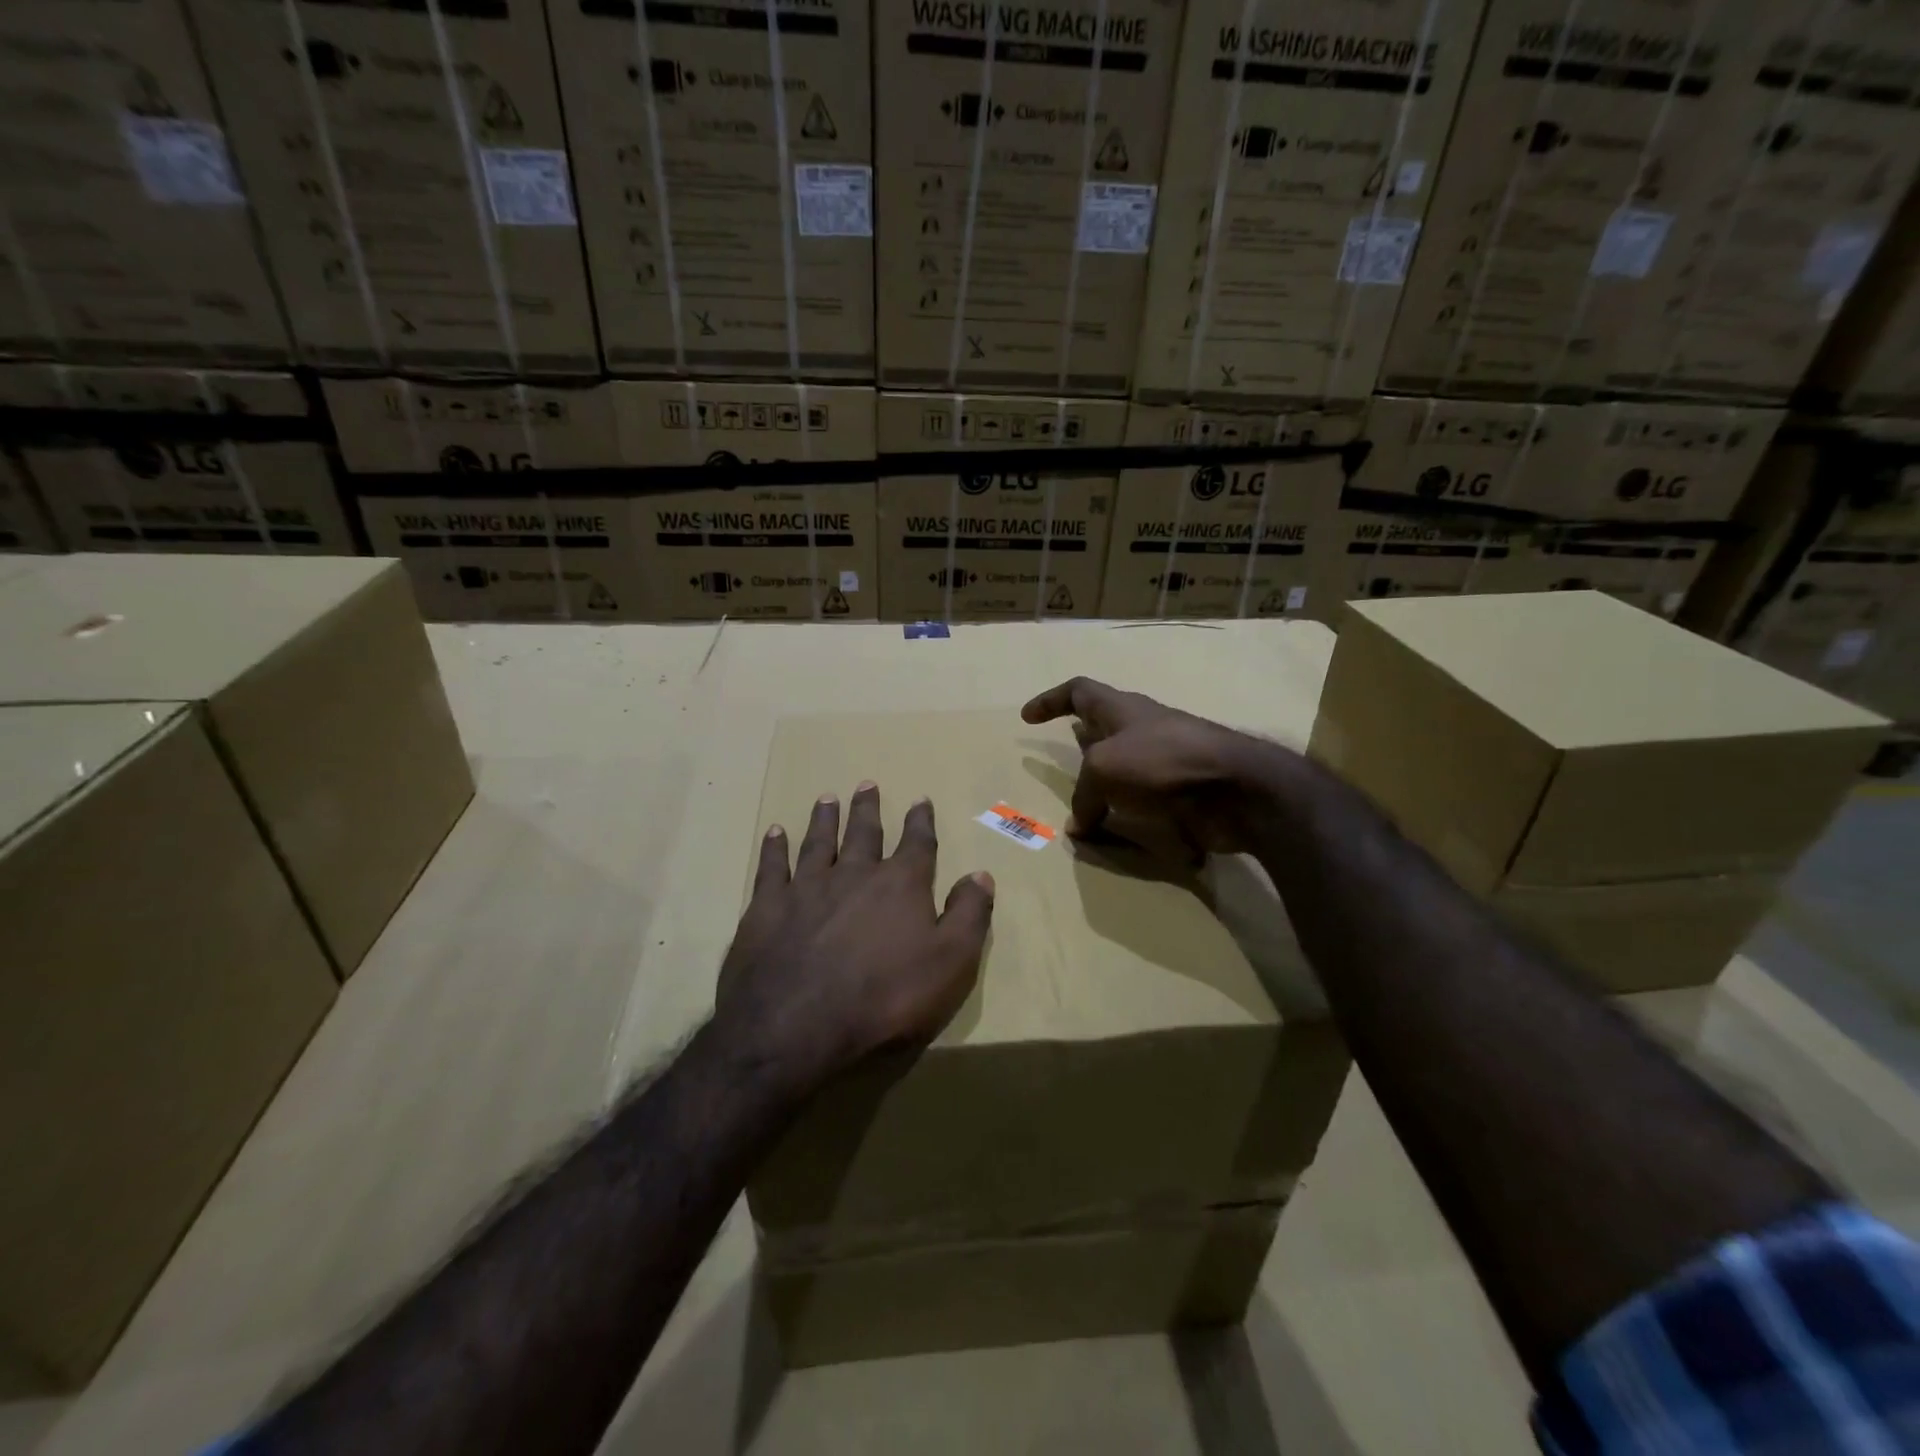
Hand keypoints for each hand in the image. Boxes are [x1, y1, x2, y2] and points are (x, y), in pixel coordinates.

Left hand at [716, 783, 994, 1092]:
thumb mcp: (951, 964)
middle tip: (867, 784)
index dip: (920, 822)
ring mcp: (806, 888)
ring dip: (824, 819)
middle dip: (868, 809)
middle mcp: (854, 875)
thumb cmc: (886, 999)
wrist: (797, 1027)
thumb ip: (969, 915)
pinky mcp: (767, 908)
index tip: (920, 801)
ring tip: (827, 798)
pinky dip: (775, 848)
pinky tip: (775, 833)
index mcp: (900, 886)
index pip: (916, 845)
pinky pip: (772, 867)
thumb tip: (980, 874)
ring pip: (818, 842)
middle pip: (863, 833)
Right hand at [1021, 678, 1286, 856]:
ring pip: (1128, 765)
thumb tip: (1080, 825)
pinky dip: (1131, 815)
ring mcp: (1168, 759)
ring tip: (1088, 802)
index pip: (1079, 691)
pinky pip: (1148, 801)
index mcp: (1121, 709)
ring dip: (1107, 781)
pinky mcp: (1185, 791)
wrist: (1236, 788)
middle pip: (1107, 725)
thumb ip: (1084, 795)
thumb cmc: (1161, 761)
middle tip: (1066, 757)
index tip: (1028, 717)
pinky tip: (1120, 834)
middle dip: (1085, 738)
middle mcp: (1144, 729)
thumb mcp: (1104, 770)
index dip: (1050, 700)